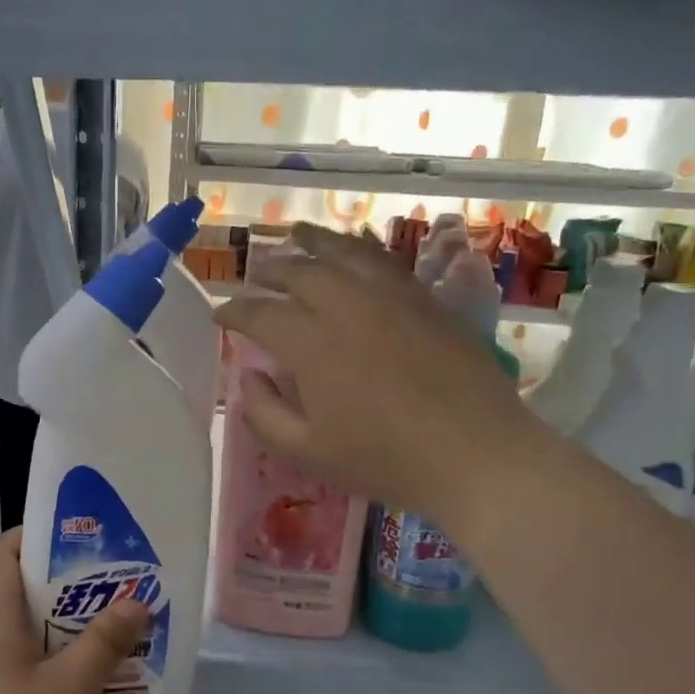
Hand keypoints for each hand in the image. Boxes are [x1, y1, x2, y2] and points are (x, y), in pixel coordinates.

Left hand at [0, 529, 148, 693]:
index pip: (4, 550)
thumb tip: (137, 602)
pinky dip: (44, 649)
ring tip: (101, 624)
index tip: (83, 541)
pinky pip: (12, 653)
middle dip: (60, 579)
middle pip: (13, 584)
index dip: (38, 536)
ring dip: (55, 618)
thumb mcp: (71, 688)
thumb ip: (105, 642)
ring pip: (15, 622)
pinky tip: (76, 673)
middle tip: (107, 583)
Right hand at [215, 224, 536, 522]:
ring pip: (344, 254)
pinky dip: (360, 249)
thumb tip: (248, 377)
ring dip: (314, 242)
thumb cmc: (384, 460)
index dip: (234, 311)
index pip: (260, 313)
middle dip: (270, 271)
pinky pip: (385, 262)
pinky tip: (355, 251)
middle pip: (299, 273)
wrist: (475, 454)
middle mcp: (348, 306)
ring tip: (296, 233)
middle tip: (255, 277)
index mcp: (312, 344)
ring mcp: (391, 297)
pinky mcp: (426, 300)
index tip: (219, 314)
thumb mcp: (307, 450)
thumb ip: (264, 412)